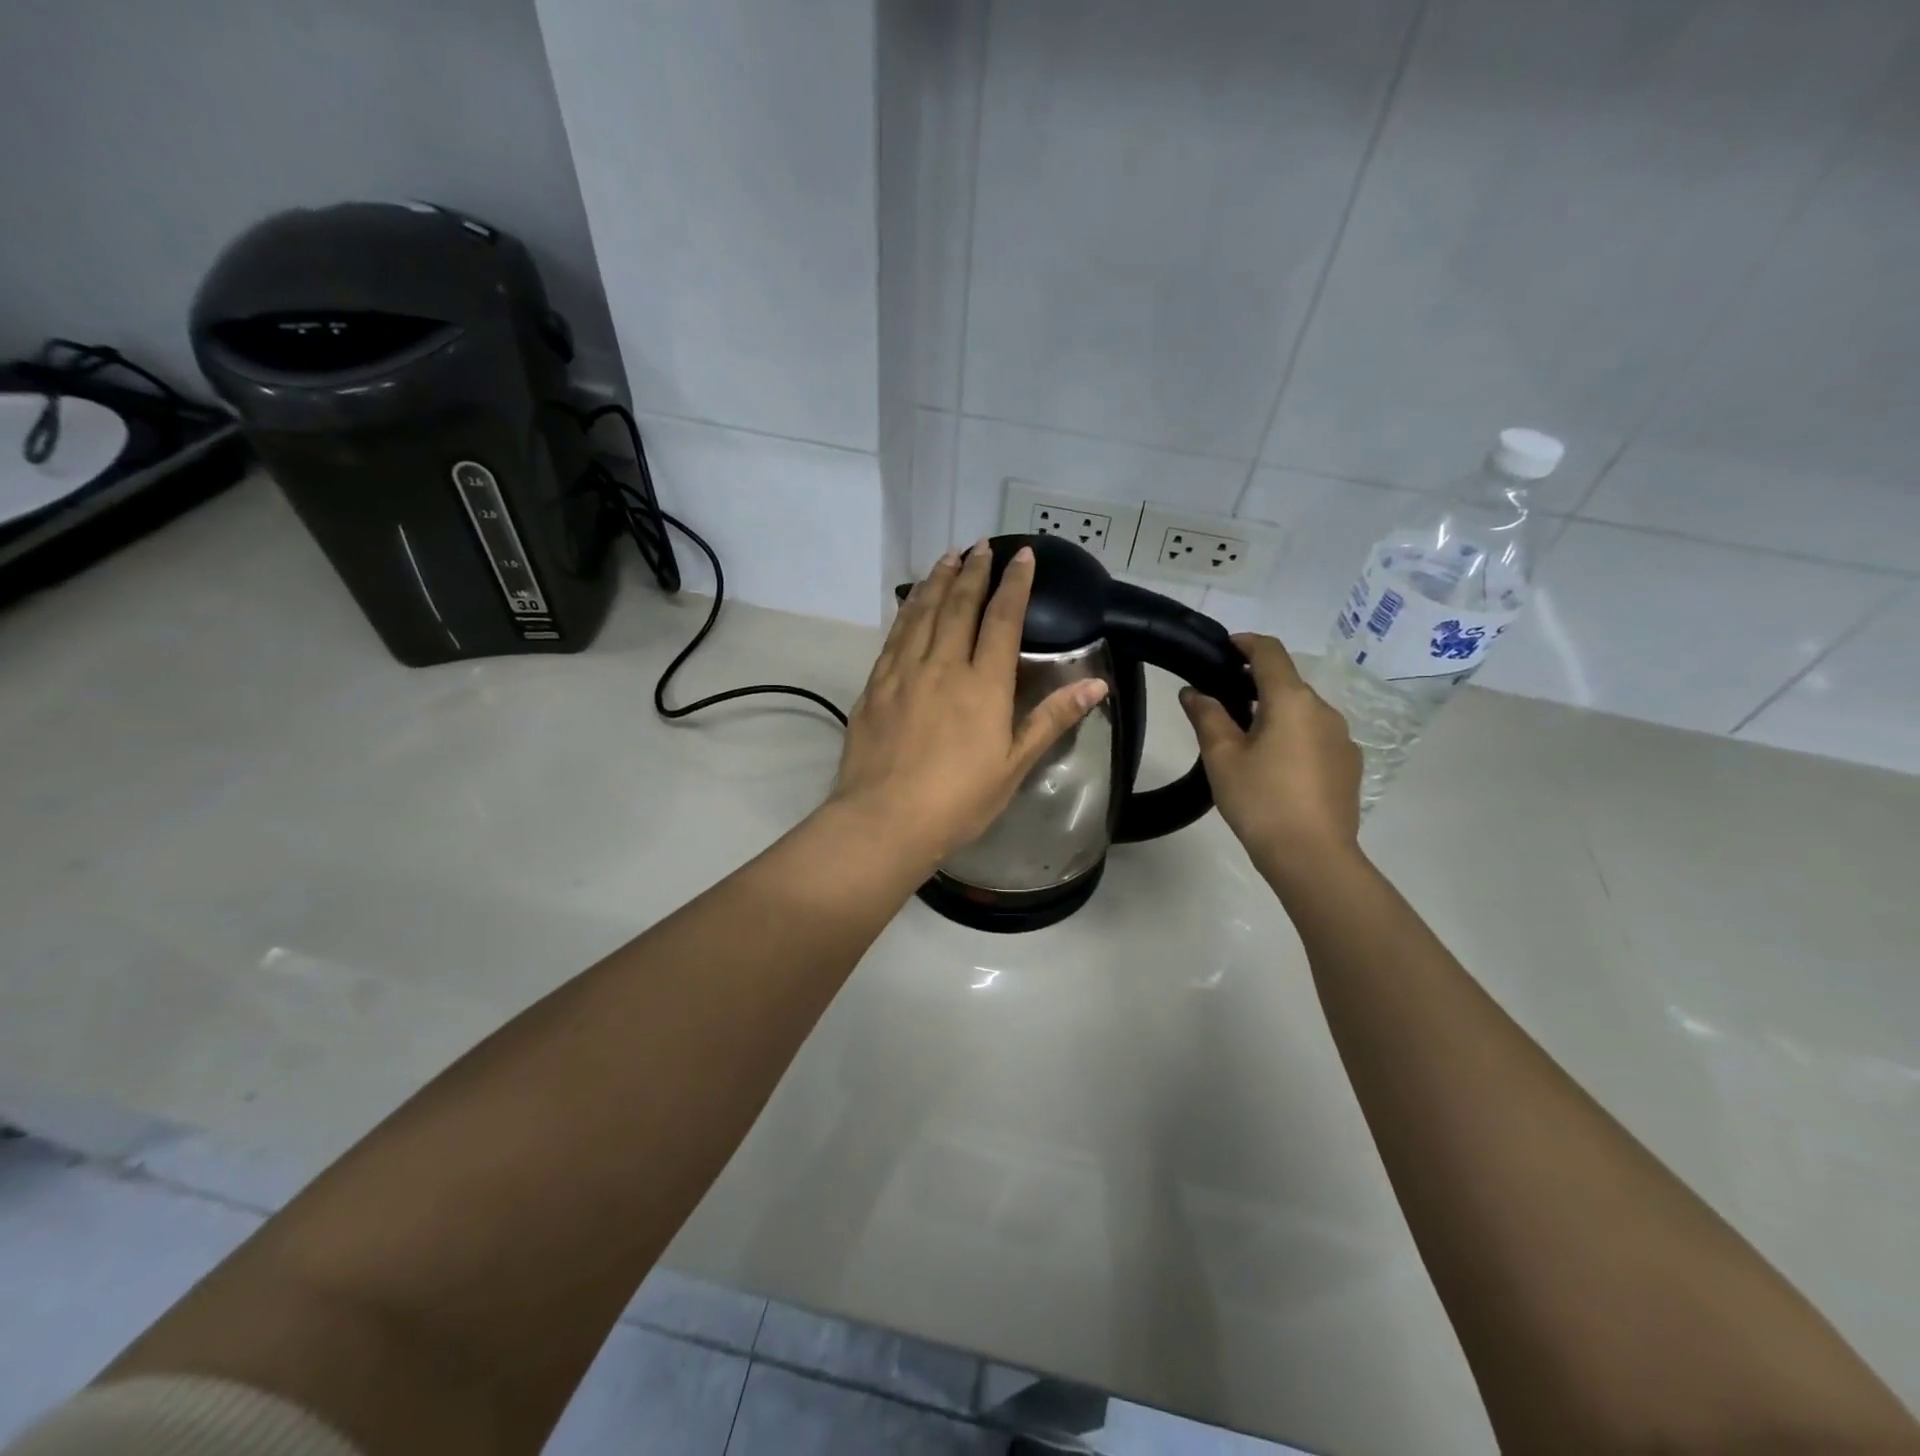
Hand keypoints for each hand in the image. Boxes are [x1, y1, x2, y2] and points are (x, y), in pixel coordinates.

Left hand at [830, 541, 1107, 862]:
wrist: (884, 820)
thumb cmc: (958, 800)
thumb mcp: (1014, 764)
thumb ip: (1051, 719)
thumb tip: (1096, 685)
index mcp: (982, 684)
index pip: (1002, 619)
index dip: (1014, 584)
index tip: (1021, 555)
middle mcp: (942, 666)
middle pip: (959, 605)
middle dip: (974, 571)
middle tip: (981, 544)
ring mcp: (904, 672)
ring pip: (922, 612)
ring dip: (938, 581)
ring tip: (948, 557)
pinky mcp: (876, 686)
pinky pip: (894, 636)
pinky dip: (907, 610)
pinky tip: (910, 601)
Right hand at [1180, 633, 1360, 872]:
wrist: (1313, 856)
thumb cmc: (1260, 800)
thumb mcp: (1222, 756)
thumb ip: (1207, 716)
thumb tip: (1194, 691)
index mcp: (1291, 700)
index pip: (1269, 653)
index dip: (1246, 643)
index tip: (1224, 648)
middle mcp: (1323, 710)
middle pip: (1287, 683)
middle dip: (1255, 685)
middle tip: (1222, 705)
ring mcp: (1342, 738)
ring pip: (1302, 712)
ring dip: (1275, 714)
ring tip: (1246, 742)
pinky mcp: (1349, 765)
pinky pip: (1316, 737)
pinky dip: (1293, 738)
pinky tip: (1276, 769)